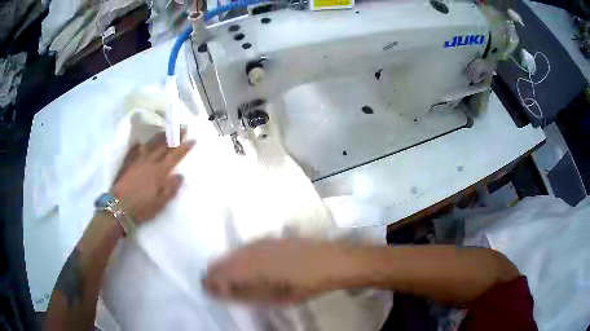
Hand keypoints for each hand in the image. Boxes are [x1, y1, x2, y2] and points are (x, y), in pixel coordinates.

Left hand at [113, 132, 194, 222]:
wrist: (118, 207)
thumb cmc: (141, 208)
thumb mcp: (160, 203)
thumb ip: (171, 189)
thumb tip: (180, 175)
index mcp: (159, 172)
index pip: (174, 156)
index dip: (184, 147)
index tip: (193, 139)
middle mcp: (149, 162)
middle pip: (163, 146)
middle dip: (174, 136)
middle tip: (182, 128)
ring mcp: (137, 160)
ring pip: (150, 144)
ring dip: (160, 136)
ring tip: (166, 130)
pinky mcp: (128, 163)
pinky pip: (134, 150)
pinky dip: (139, 144)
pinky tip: (140, 142)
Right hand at [203, 238, 354, 303]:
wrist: (329, 260)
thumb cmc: (303, 285)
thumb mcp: (274, 297)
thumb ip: (244, 294)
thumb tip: (221, 291)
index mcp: (248, 267)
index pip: (218, 273)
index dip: (210, 283)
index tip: (208, 291)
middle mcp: (249, 250)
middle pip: (222, 261)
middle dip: (216, 274)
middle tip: (219, 287)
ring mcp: (259, 241)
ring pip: (233, 253)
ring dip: (228, 266)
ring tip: (232, 280)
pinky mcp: (269, 237)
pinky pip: (245, 247)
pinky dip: (240, 258)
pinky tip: (248, 267)